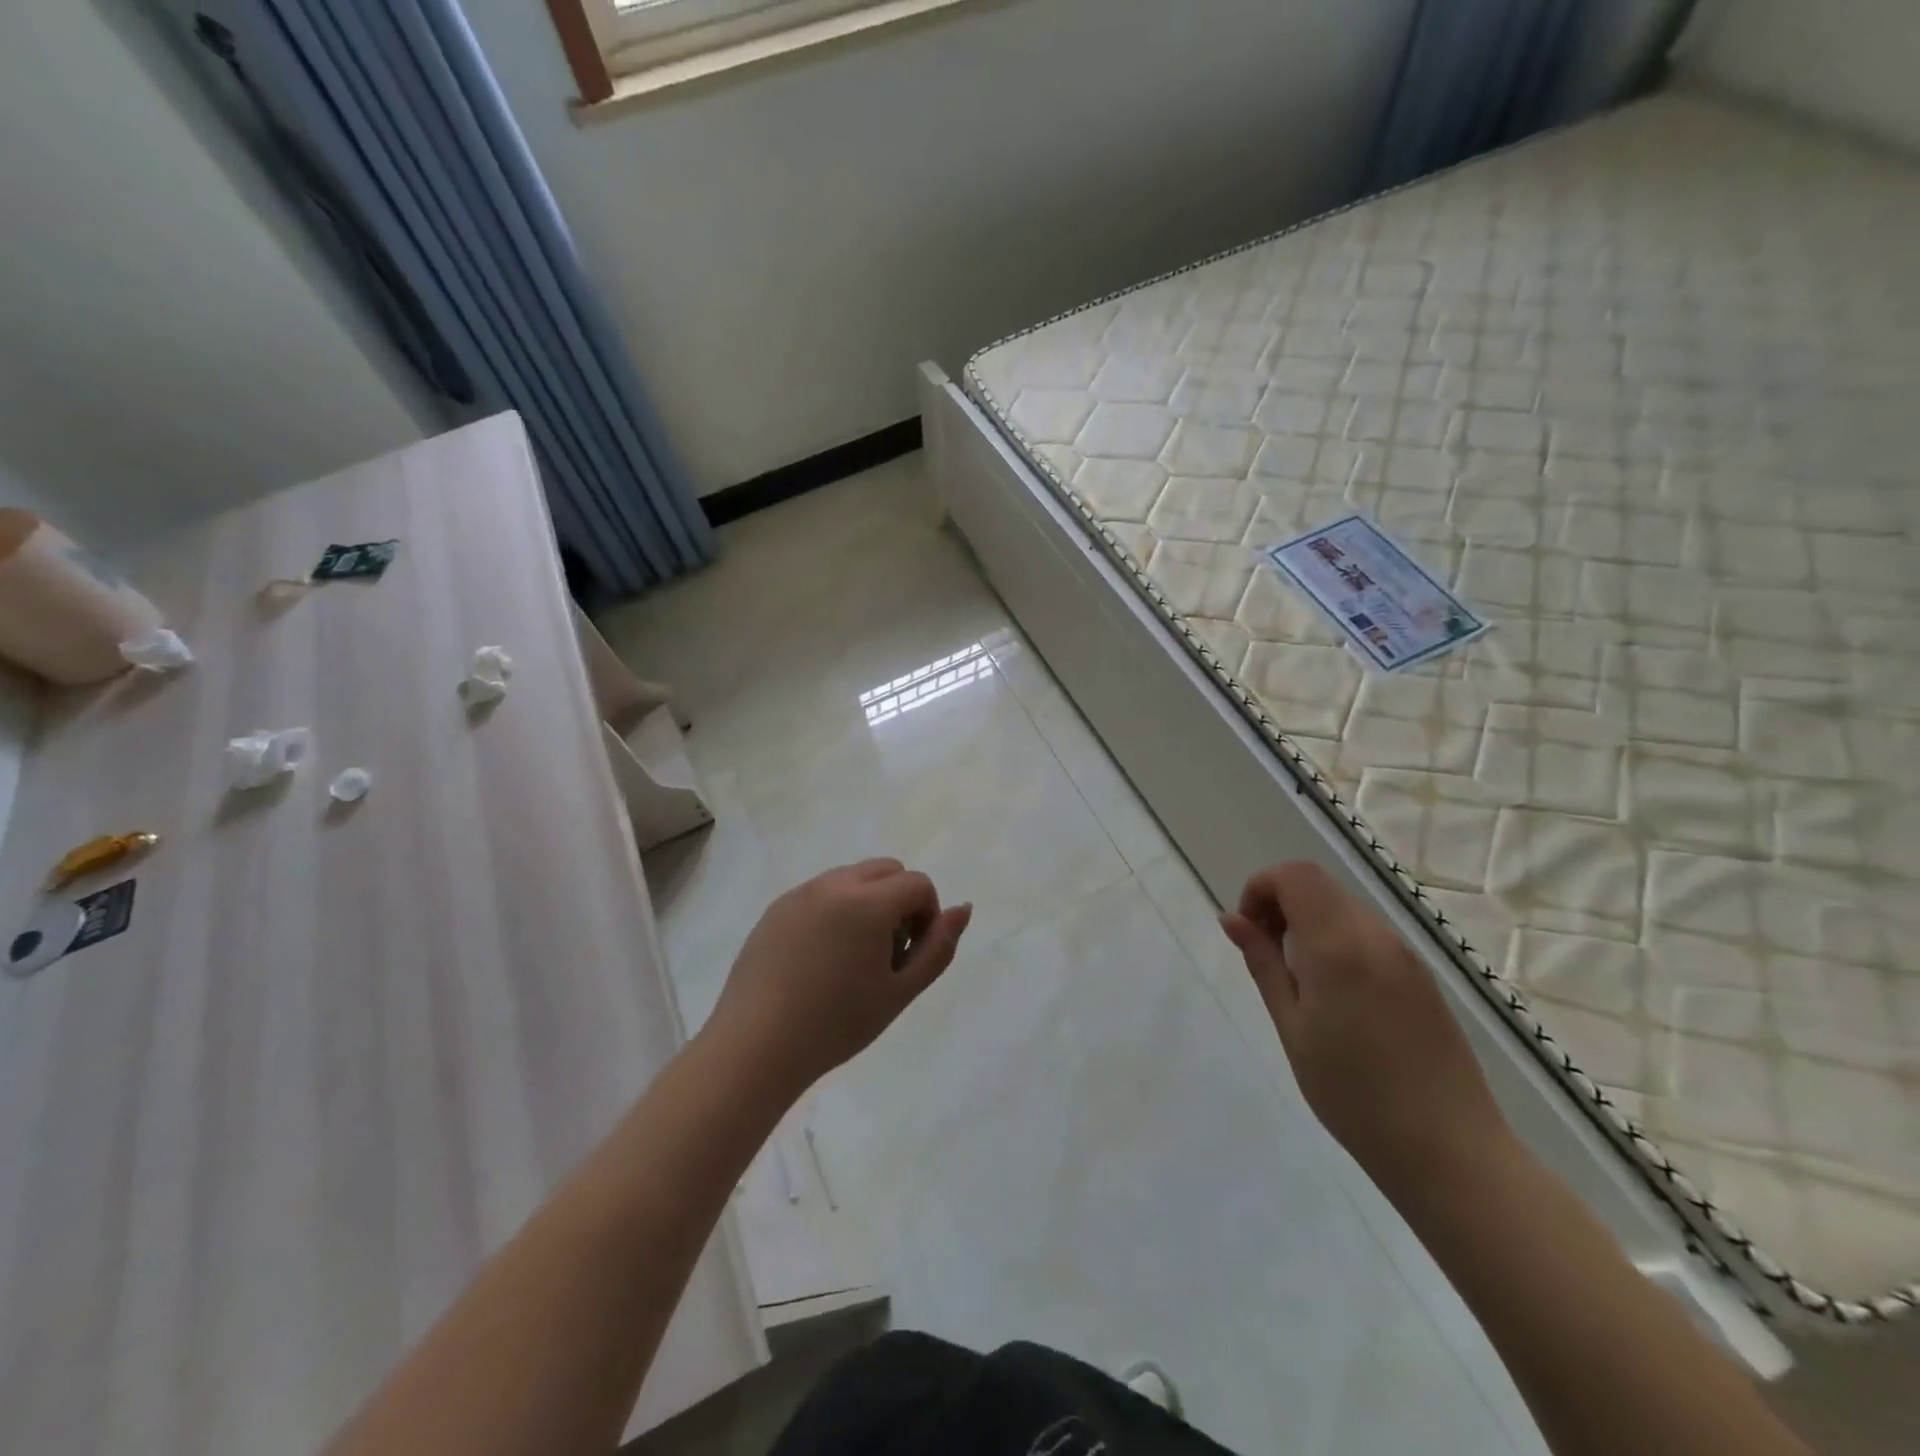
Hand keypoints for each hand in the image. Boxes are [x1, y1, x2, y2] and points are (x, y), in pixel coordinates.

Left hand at [703, 859, 972, 1101]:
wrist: (756, 1046)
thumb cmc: (837, 1024)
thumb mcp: (900, 991)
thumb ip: (939, 947)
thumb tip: (964, 909)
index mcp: (867, 901)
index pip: (918, 883)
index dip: (927, 916)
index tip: (910, 955)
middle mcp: (833, 884)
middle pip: (887, 869)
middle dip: (899, 901)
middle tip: (886, 953)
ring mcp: (800, 893)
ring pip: (852, 878)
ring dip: (867, 903)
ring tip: (852, 959)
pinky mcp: (776, 908)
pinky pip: (820, 893)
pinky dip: (834, 911)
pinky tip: (819, 960)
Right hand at [1219, 861, 1511, 1199]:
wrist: (1450, 1152)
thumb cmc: (1353, 1094)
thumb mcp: (1292, 1028)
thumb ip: (1263, 963)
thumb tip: (1232, 919)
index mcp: (1339, 945)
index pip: (1294, 875)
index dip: (1260, 888)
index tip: (1248, 931)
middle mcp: (1376, 936)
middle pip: (1318, 885)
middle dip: (1281, 903)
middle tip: (1266, 955)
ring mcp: (1404, 955)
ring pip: (1342, 908)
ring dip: (1308, 922)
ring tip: (1297, 981)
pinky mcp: (1421, 976)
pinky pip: (1367, 934)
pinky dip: (1336, 940)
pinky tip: (1333, 995)